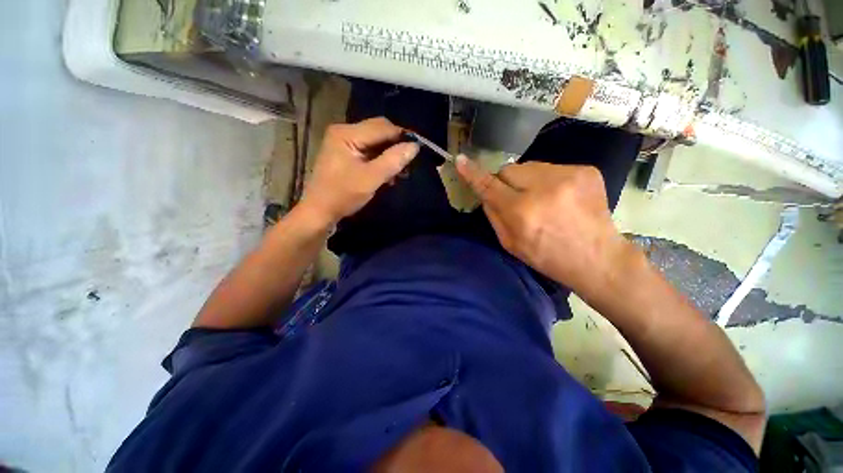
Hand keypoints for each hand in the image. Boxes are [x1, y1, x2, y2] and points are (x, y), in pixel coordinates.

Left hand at [301, 117, 419, 224]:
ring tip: (400, 172)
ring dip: (389, 154)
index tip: (418, 150)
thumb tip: (414, 146)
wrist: (319, 211)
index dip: (402, 136)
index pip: (382, 127)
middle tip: (408, 162)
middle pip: (378, 131)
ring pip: (375, 142)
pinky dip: (380, 160)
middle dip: (395, 146)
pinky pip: (369, 150)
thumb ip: (393, 161)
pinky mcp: (345, 153)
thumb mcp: (371, 178)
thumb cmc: (343, 194)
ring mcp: (344, 142)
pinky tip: (388, 173)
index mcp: (347, 133)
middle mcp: (344, 131)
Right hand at [456, 158, 629, 295]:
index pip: (489, 186)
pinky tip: (560, 197)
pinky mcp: (586, 170)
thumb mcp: (510, 243)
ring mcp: (568, 175)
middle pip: (509, 169)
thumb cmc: (547, 256)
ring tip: (542, 199)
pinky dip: (548, 180)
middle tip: (517, 199)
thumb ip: (493, 215)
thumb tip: (486, 193)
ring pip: (530, 166)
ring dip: (528, 180)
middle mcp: (543, 189)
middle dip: (507, 182)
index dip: (473, 174)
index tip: (461, 161)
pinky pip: (552, 168)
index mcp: (522, 212)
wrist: (597, 258)